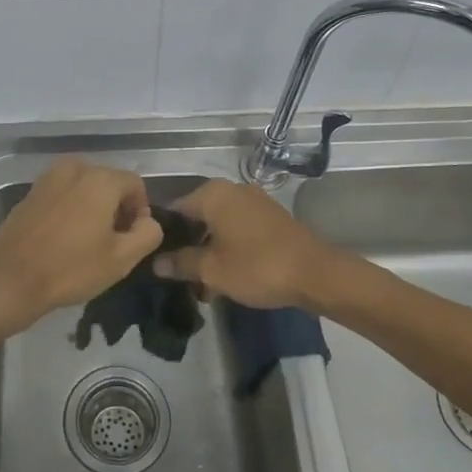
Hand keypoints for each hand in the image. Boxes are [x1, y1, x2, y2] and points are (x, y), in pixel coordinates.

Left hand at [0, 157, 162, 336]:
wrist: (9, 280)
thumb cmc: (70, 269)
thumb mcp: (122, 259)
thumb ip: (148, 234)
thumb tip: (148, 220)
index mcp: (100, 179)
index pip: (135, 184)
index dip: (140, 210)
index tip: (132, 238)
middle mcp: (74, 168)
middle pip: (108, 182)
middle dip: (116, 207)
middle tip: (112, 242)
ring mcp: (47, 178)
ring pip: (84, 187)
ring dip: (92, 207)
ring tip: (88, 241)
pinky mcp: (30, 193)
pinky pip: (62, 194)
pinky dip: (70, 209)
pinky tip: (63, 239)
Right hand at [150, 178, 340, 309]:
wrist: (315, 273)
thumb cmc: (256, 266)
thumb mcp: (212, 269)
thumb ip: (180, 263)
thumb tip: (156, 263)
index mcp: (213, 194)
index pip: (174, 209)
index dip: (164, 235)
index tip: (157, 260)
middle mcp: (231, 190)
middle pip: (197, 216)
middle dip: (187, 245)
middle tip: (180, 275)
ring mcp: (254, 201)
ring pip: (218, 224)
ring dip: (208, 249)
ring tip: (203, 281)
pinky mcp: (270, 216)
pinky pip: (238, 228)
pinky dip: (228, 246)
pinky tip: (227, 272)